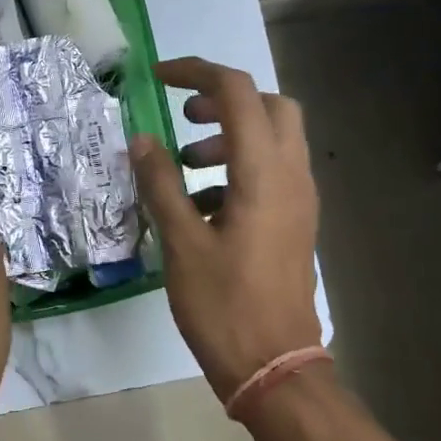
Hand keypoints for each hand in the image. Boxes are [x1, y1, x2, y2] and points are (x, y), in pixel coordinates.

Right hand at [131, 57, 322, 406]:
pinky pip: (272, 174)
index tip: (158, 79)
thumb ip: (161, 184)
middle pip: (271, 107)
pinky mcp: (294, 223)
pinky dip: (238, 169)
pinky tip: (201, 205)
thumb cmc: (223, 305)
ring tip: (184, 163)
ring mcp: (299, 201)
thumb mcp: (182, 243)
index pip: (237, 93)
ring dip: (230, 137)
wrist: (273, 366)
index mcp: (264, 173)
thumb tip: (141, 140)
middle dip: (225, 101)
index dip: (197, 74)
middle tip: (184, 118)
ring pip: (274, 140)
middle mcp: (292, 177)